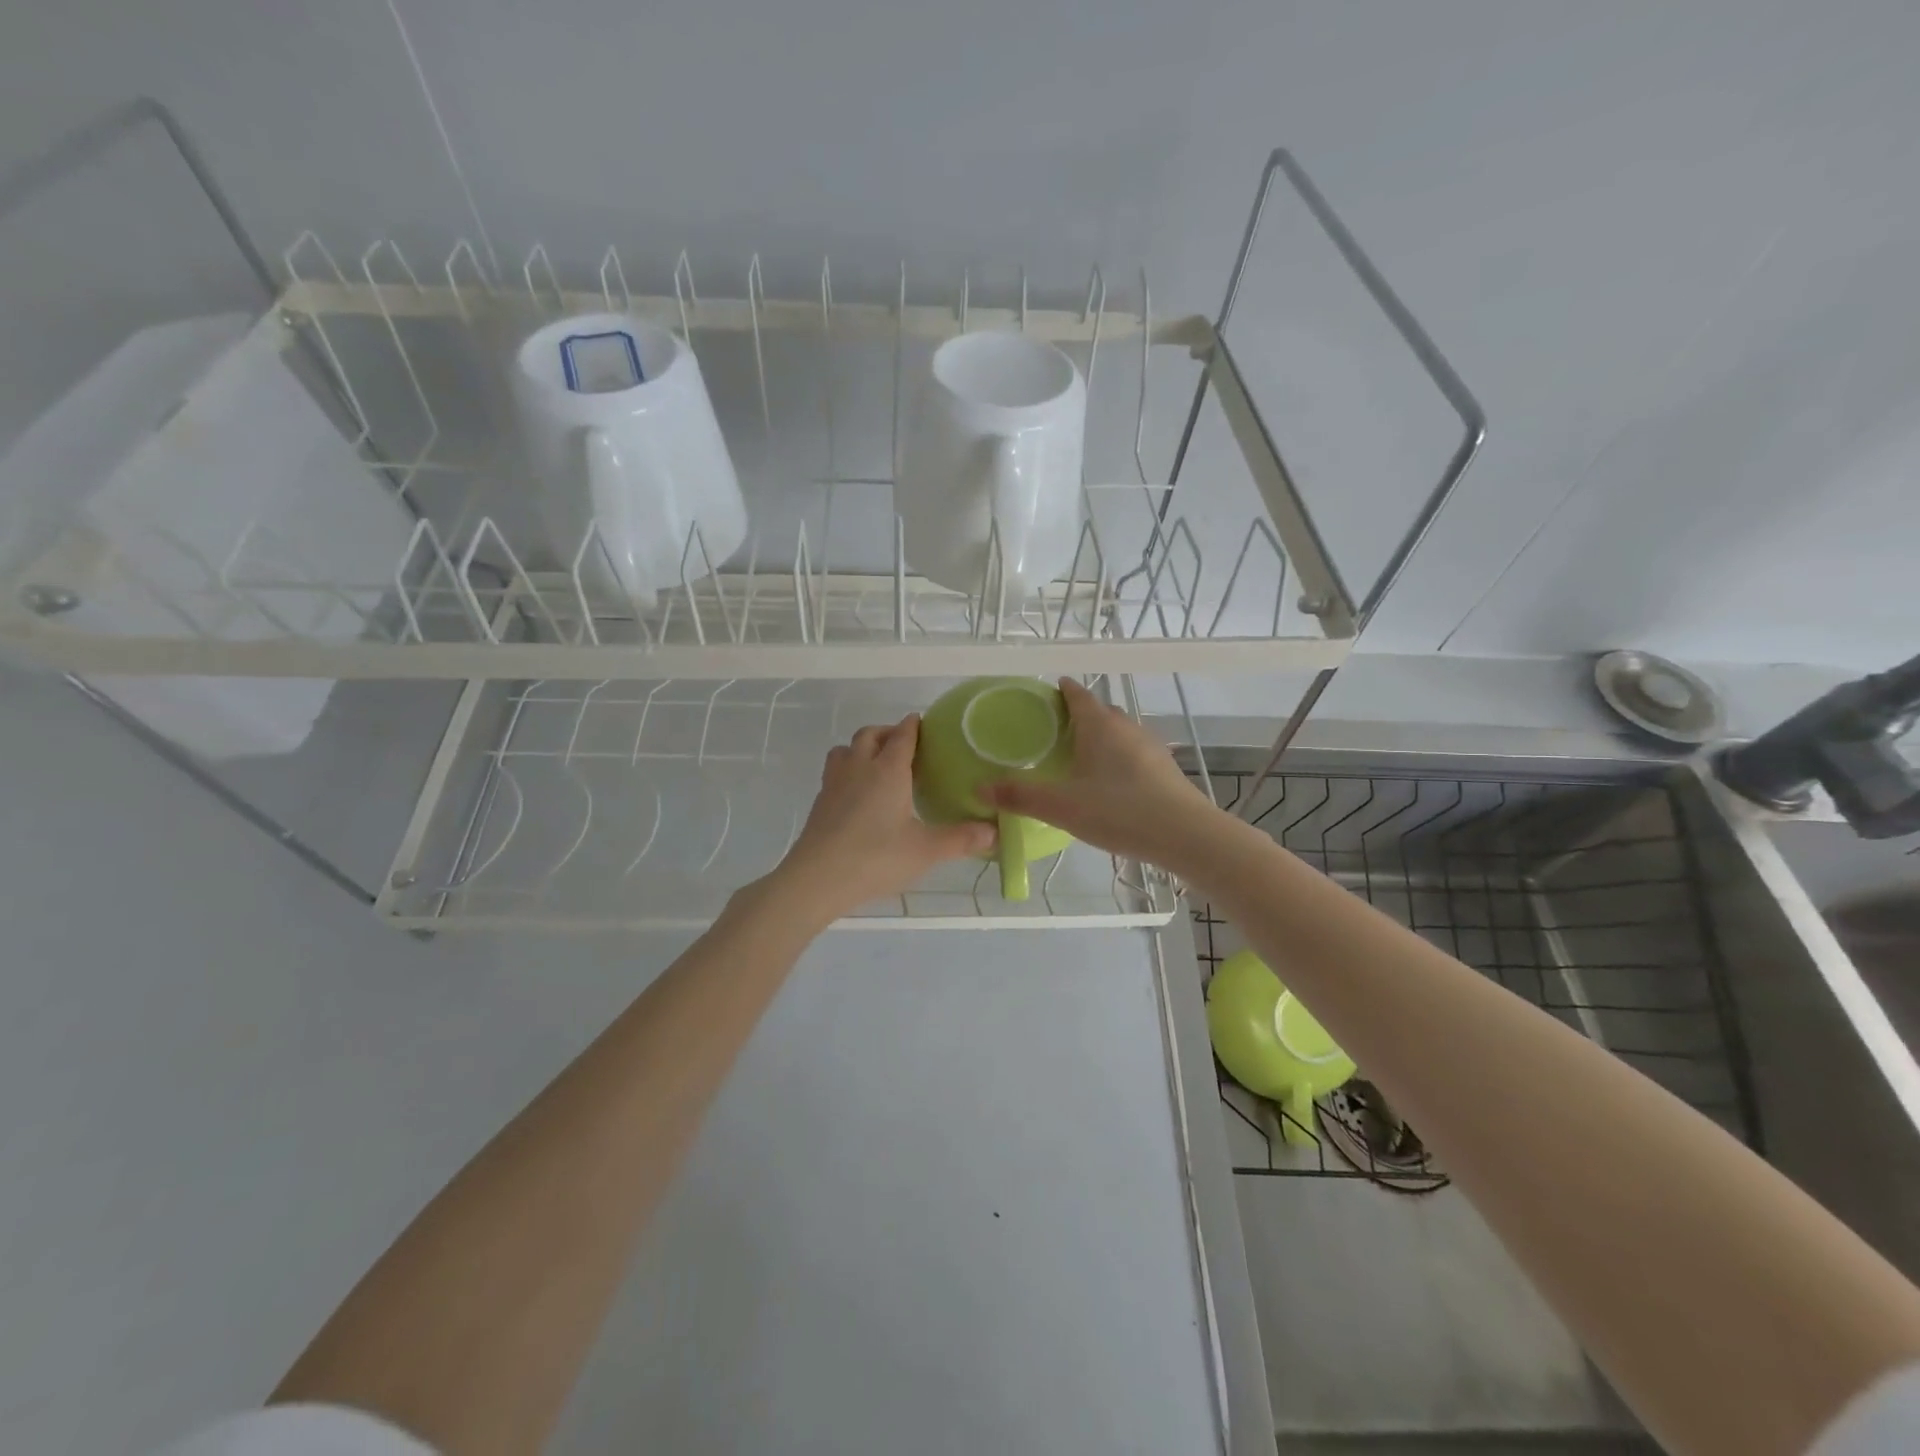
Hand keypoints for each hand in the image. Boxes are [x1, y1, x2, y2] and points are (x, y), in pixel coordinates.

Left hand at [775, 715, 994, 918]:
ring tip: (878, 766)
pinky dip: (848, 772)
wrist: (817, 879)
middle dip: (888, 733)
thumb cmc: (876, 857)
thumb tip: (995, 832)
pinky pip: (835, 772)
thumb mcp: (926, 850)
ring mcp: (835, 783)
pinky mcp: (820, 802)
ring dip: (862, 749)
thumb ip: (961, 839)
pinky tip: (858, 796)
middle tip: (905, 747)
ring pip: (846, 749)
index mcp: (888, 770)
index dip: (914, 726)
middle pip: (870, 734)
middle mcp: (859, 767)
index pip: (902, 735)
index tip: (924, 723)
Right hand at [986, 677, 1220, 867]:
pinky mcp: (1165, 770)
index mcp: (1100, 725)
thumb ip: (1020, 795)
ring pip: (1120, 733)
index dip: (1061, 690)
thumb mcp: (1062, 806)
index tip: (1047, 692)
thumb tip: (979, 787)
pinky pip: (1134, 754)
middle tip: (1054, 732)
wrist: (1186, 835)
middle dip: (1079, 716)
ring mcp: (1151, 747)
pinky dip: (1118, 759)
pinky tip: (1111, 784)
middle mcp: (1127, 727)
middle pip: (1100, 712)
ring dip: (1101, 738)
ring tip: (1080, 758)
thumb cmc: (1119, 811)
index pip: (1078, 694)